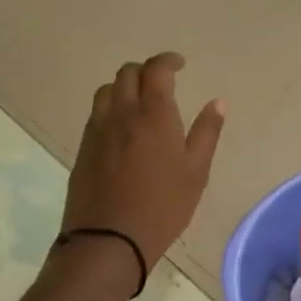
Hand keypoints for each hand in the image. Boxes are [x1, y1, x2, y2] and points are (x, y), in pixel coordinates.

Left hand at [61, 52, 224, 278]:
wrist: (109, 240)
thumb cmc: (162, 207)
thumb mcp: (196, 173)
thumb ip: (207, 133)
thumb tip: (217, 102)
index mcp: (153, 115)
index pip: (155, 70)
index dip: (167, 60)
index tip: (180, 65)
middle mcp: (121, 114)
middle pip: (127, 74)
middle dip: (146, 71)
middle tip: (162, 83)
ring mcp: (97, 131)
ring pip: (107, 91)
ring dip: (124, 87)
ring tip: (140, 103)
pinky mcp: (83, 149)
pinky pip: (96, 115)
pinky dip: (111, 109)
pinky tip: (122, 129)